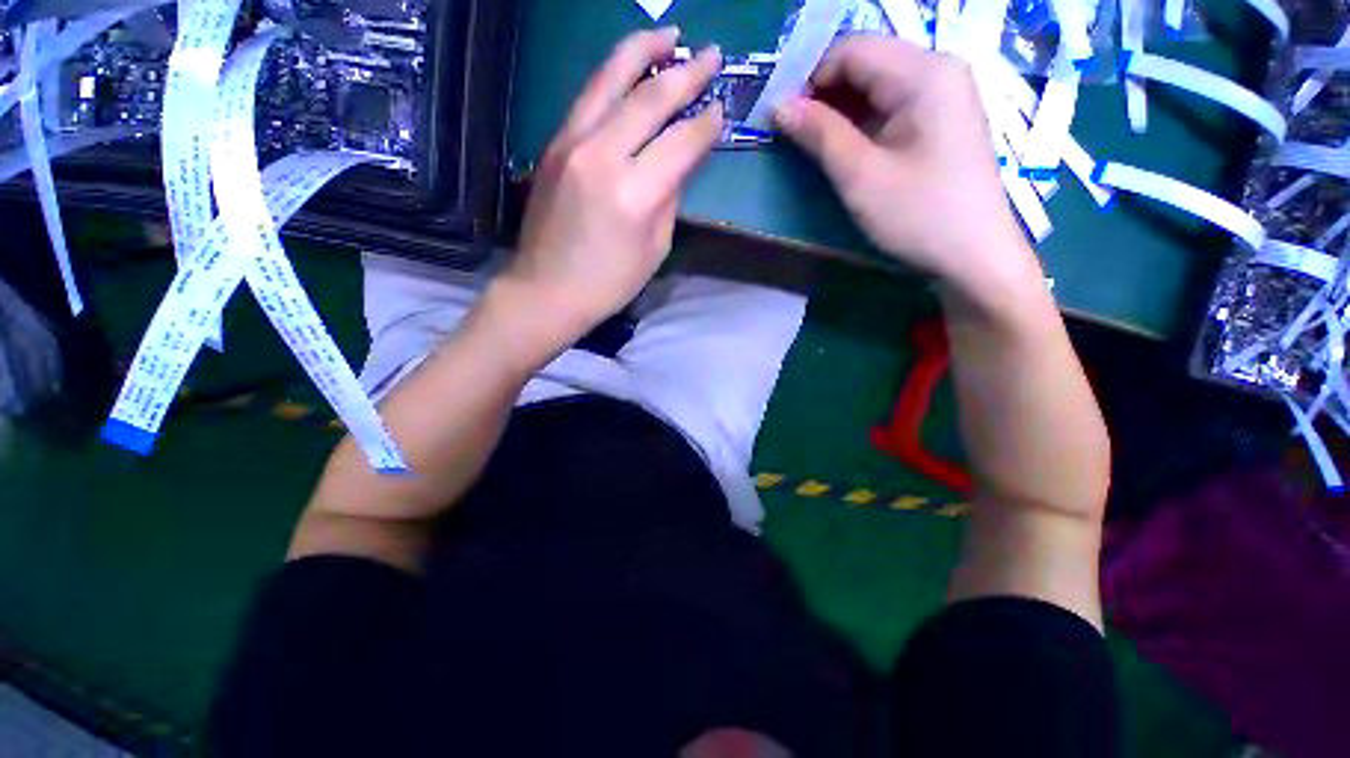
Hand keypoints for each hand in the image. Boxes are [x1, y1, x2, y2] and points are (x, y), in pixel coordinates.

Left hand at [494, 28, 724, 350]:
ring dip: (642, 51)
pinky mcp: (552, 145)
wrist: (546, 290)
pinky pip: (587, 99)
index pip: (681, 143)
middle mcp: (601, 157)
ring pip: (609, 80)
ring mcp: (570, 144)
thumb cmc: (608, 283)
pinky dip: (612, 77)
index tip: (722, 109)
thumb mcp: (654, 249)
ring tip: (668, 35)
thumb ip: (669, 199)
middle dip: (686, 72)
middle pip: (649, 98)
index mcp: (634, 194)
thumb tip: (678, 162)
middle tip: (712, 54)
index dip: (706, 124)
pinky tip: (629, 71)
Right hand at [775, 37, 1040, 305]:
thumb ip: (819, 134)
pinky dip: (862, 123)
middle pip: (866, 63)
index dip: (809, 78)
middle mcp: (938, 70)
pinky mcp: (941, 120)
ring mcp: (944, 95)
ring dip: (840, 111)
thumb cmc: (917, 215)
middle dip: (823, 94)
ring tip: (813, 145)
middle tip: (792, 134)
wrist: (974, 256)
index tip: (781, 118)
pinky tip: (846, 149)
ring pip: (877, 86)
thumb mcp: (860, 176)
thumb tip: (778, 106)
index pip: (851, 50)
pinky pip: (892, 107)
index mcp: (924, 72)